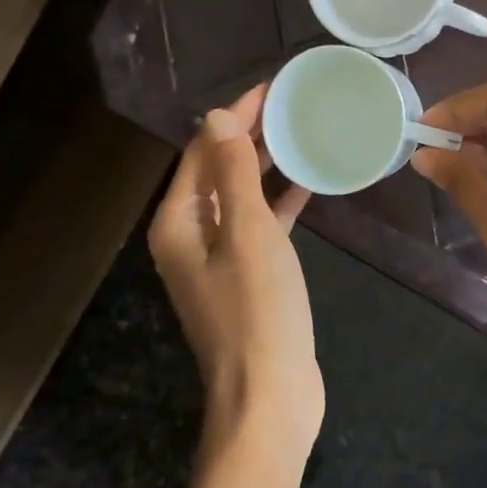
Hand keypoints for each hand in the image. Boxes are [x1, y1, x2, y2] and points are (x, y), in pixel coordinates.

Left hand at [148, 85, 321, 450]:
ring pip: (239, 198)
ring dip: (264, 166)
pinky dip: (278, 204)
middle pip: (217, 171)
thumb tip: (215, 117)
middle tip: (290, 105)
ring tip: (300, 134)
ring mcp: (217, 260)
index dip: (233, 117)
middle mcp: (189, 237)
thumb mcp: (248, 233)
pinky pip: (259, 227)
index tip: (271, 89)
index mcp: (178, 223)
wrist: (270, 398)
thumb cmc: (258, 311)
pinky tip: (308, 185)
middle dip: (248, 136)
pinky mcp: (247, 279)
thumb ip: (232, 174)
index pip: (201, 152)